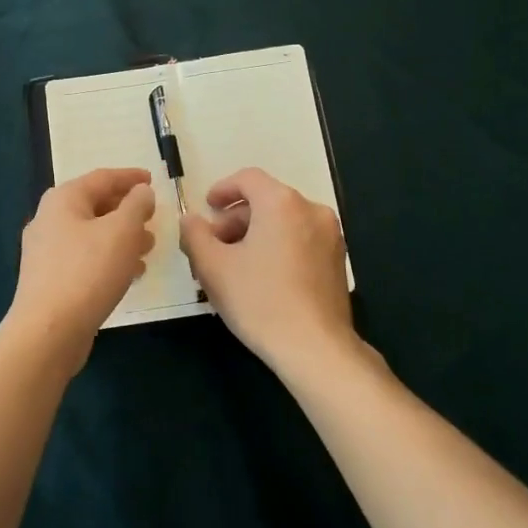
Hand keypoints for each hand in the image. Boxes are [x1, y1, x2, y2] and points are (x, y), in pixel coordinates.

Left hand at [7, 168, 154, 370]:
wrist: (48, 332)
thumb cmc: (88, 272)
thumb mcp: (122, 231)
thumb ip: (137, 205)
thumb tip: (142, 191)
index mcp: (63, 200)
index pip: (102, 178)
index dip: (130, 177)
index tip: (153, 180)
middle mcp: (50, 219)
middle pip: (95, 205)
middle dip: (127, 210)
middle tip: (153, 217)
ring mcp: (46, 252)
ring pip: (92, 234)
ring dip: (122, 237)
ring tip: (149, 247)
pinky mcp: (50, 280)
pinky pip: (86, 258)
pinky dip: (109, 258)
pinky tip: (130, 273)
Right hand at [179, 167, 357, 376]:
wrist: (315, 348)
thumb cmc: (259, 301)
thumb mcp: (213, 267)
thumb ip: (195, 235)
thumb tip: (190, 220)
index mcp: (281, 202)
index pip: (248, 179)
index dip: (223, 189)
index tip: (207, 208)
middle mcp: (311, 209)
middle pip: (266, 200)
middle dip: (236, 219)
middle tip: (214, 245)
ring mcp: (330, 235)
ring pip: (284, 221)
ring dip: (256, 233)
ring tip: (234, 264)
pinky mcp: (337, 260)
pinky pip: (301, 239)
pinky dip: (278, 246)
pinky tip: (262, 277)